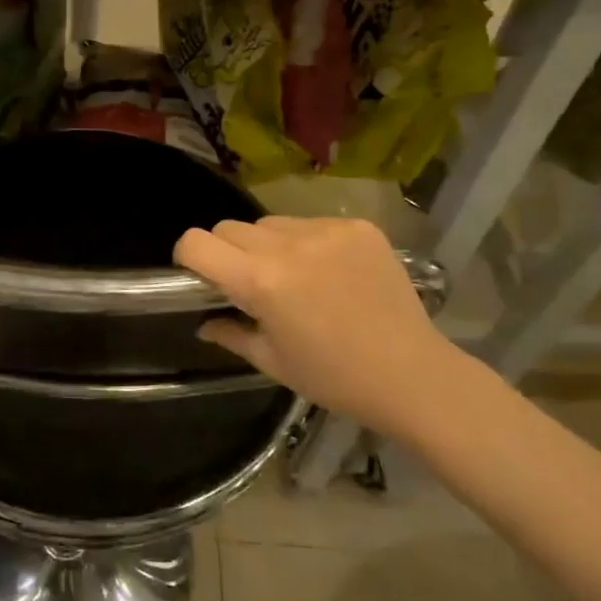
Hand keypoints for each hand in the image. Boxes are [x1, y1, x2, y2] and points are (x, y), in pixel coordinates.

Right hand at [174, 216, 461, 436]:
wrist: (412, 374)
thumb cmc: (334, 377)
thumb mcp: (272, 361)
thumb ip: (230, 334)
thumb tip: (203, 323)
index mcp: (260, 281)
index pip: (197, 242)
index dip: (188, 256)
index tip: (198, 274)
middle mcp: (288, 245)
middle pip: (230, 228)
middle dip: (228, 252)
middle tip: (249, 283)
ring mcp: (326, 231)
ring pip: (270, 223)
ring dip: (268, 245)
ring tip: (294, 277)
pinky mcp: (358, 227)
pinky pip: (311, 223)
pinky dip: (309, 243)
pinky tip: (330, 272)